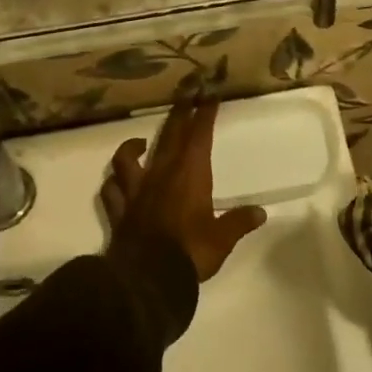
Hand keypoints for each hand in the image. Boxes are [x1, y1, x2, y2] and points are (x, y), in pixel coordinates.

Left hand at [100, 98, 266, 280]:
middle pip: (170, 135)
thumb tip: (260, 213)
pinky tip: (117, 182)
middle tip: (185, 91)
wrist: (147, 280)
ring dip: (134, 145)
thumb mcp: (222, 239)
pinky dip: (114, 182)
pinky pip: (112, 190)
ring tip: (141, 141)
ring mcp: (137, 191)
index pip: (199, 135)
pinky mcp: (120, 210)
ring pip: (129, 158)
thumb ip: (239, 222)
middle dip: (179, 112)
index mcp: (190, 174)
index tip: (209, 94)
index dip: (205, 113)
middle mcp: (161, 174)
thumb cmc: (190, 253)